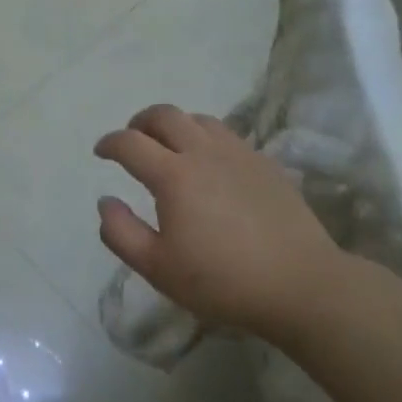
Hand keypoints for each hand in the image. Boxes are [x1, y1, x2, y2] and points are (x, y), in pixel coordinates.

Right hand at [94, 105, 351, 341]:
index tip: (101, 152)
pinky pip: (228, 136)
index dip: (110, 143)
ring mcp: (239, 154)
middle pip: (165, 115)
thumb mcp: (157, 267)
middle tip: (133, 140)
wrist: (301, 285)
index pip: (130, 143)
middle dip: (141, 122)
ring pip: (199, 119)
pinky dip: (206, 138)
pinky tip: (210, 164)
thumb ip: (121, 232)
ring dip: (176, 126)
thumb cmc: (222, 280)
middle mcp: (203, 152)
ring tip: (170, 147)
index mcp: (173, 175)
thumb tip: (106, 201)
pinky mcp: (265, 165)